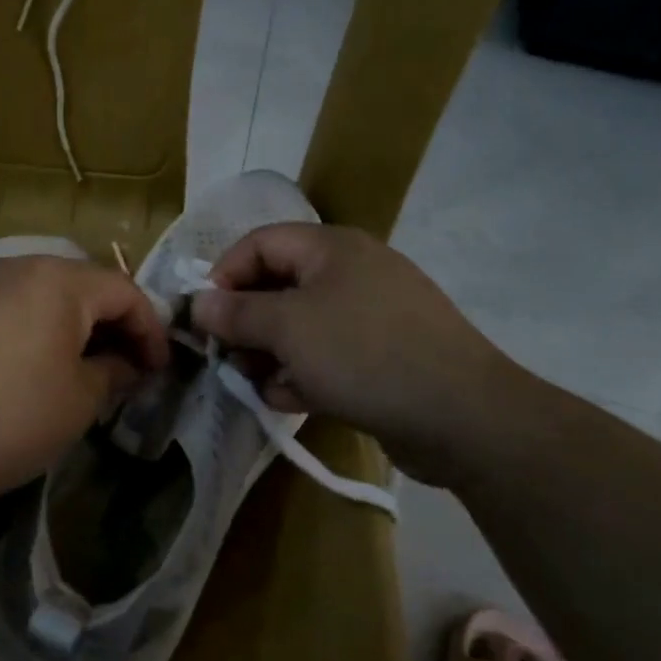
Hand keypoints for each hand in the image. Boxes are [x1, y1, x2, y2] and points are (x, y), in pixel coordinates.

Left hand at [0, 255, 169, 508]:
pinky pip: (5, 302)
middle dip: (110, 324)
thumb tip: (126, 365)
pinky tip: (26, 363)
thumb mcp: (77, 402)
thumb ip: (113, 373)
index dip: (150, 329)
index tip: (159, 370)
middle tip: (123, 368)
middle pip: (81, 284)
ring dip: (69, 323)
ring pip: (41, 290)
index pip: (124, 291)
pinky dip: (30, 324)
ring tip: (78, 366)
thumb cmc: (6, 419)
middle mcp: (16, 264)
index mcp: (57, 280)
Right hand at [189, 223, 530, 486]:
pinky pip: (328, 355)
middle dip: (246, 322)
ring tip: (254, 383)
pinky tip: (288, 399)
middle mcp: (351, 273)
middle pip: (278, 286)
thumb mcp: (288, 329)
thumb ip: (236, 313)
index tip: (204, 316)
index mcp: (331, 248)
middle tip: (225, 356)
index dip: (224, 274)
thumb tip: (197, 303)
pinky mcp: (383, 356)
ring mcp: (371, 316)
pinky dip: (303, 373)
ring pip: (301, 326)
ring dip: (270, 354)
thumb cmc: (364, 354)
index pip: (259, 243)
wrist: (463, 417)